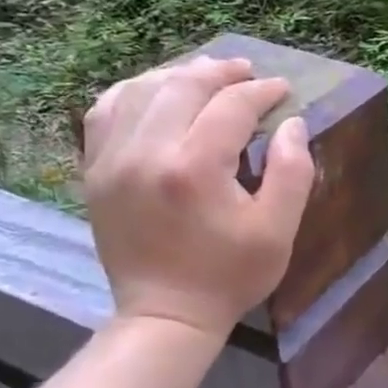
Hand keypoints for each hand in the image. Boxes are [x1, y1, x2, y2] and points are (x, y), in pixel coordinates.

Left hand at [82, 56, 314, 341]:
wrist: (164, 315)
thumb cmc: (230, 275)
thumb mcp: (279, 230)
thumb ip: (293, 171)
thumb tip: (293, 123)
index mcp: (194, 169)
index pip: (231, 106)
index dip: (262, 92)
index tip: (283, 90)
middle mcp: (147, 153)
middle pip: (183, 86)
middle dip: (221, 72)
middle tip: (247, 72)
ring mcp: (111, 160)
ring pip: (141, 89)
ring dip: (178, 75)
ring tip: (206, 76)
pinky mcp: (94, 170)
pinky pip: (106, 110)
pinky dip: (134, 92)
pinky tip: (156, 93)